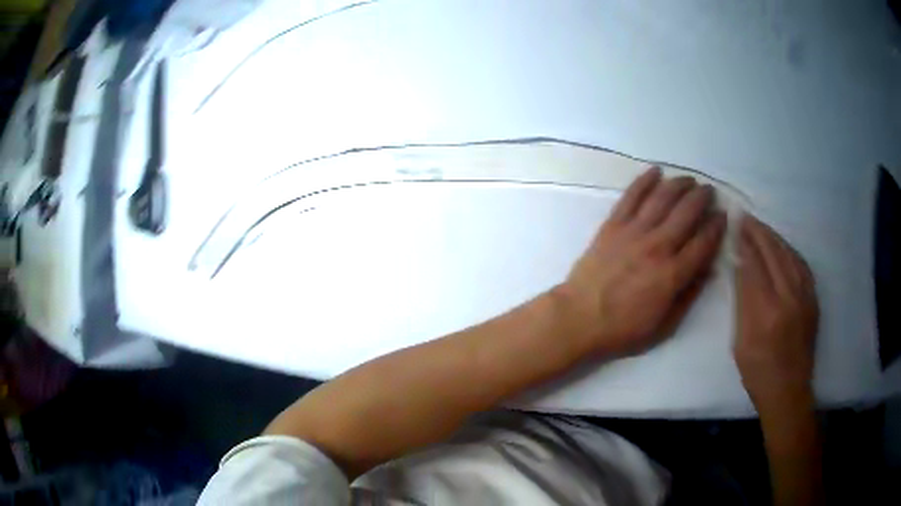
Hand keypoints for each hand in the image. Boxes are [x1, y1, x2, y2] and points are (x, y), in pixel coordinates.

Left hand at [557, 167, 725, 355]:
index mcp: (673, 273)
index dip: (716, 227)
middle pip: (686, 213)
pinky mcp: (612, 225)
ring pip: (662, 198)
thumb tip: (708, 270)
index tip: (722, 215)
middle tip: (708, 191)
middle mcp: (658, 246)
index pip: (703, 242)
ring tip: (689, 180)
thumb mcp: (664, 325)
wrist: (578, 318)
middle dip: (702, 198)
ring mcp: (634, 232)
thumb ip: (689, 296)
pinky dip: (644, 181)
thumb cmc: (623, 329)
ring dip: (679, 185)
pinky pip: (631, 196)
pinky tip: (655, 171)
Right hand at [734, 215, 818, 408]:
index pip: (754, 265)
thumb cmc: (757, 371)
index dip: (745, 243)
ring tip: (762, 228)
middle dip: (758, 233)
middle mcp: (788, 298)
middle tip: (747, 218)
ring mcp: (804, 297)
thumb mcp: (740, 341)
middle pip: (773, 254)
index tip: (736, 226)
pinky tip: (783, 246)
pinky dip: (790, 251)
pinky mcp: (813, 300)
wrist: (788, 390)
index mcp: (766, 311)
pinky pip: (802, 266)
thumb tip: (740, 267)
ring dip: (774, 238)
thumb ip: (742, 301)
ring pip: (789, 255)